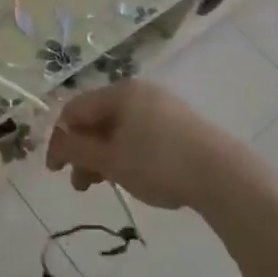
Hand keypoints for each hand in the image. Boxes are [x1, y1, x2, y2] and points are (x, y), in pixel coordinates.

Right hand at [45, 80, 242, 211]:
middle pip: (98, 117)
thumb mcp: (111, 160)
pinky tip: (133, 175)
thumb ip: (78, 149)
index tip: (56, 170)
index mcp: (120, 92)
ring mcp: (162, 106)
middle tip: (81, 185)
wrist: (221, 174)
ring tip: (104, 184)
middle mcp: (139, 91)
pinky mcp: (179, 123)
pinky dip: (126, 152)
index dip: (60, 138)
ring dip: (104, 155)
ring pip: (119, 127)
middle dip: (83, 150)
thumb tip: (57, 140)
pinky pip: (140, 133)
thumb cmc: (158, 163)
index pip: (76, 109)